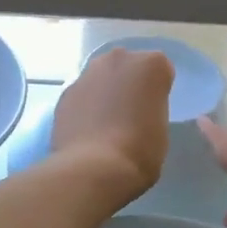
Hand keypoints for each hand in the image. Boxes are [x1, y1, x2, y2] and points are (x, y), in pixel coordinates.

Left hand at [49, 47, 173, 201]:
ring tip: (105, 126)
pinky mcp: (65, 93)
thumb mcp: (161, 130)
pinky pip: (81, 97)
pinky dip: (84, 109)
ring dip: (104, 94)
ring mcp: (87, 74)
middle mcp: (118, 59)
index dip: (157, 94)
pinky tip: (87, 133)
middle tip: (129, 116)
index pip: (160, 72)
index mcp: (151, 65)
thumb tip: (136, 112)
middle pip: (127, 68)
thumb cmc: (140, 151)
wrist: (94, 168)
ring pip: (101, 79)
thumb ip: (151, 110)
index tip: (153, 113)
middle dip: (128, 86)